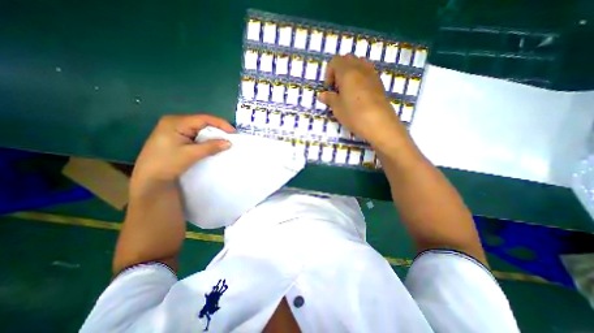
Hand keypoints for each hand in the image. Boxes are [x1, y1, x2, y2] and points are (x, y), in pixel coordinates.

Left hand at [131, 114, 232, 189]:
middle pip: (202, 123)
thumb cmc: (167, 163)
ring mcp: (175, 130)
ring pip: (199, 129)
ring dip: (212, 135)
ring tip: (224, 141)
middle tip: (230, 137)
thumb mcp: (191, 154)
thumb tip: (229, 143)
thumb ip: (211, 147)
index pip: (203, 118)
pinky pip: (195, 135)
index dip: (221, 124)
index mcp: (176, 122)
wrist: (149, 179)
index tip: (233, 132)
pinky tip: (212, 145)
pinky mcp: (176, 138)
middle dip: (217, 130)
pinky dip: (206, 140)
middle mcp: (175, 122)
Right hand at [320, 54, 403, 146]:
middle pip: (348, 59)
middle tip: (338, 88)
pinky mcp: (379, 82)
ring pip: (359, 64)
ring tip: (348, 91)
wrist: (379, 123)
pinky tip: (359, 95)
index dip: (329, 73)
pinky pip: (367, 73)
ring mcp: (372, 74)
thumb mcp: (337, 108)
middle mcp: (360, 68)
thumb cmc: (354, 114)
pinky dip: (360, 79)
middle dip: (340, 71)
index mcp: (347, 71)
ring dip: (351, 74)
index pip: (335, 61)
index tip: (329, 89)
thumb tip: (322, 95)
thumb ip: (329, 98)